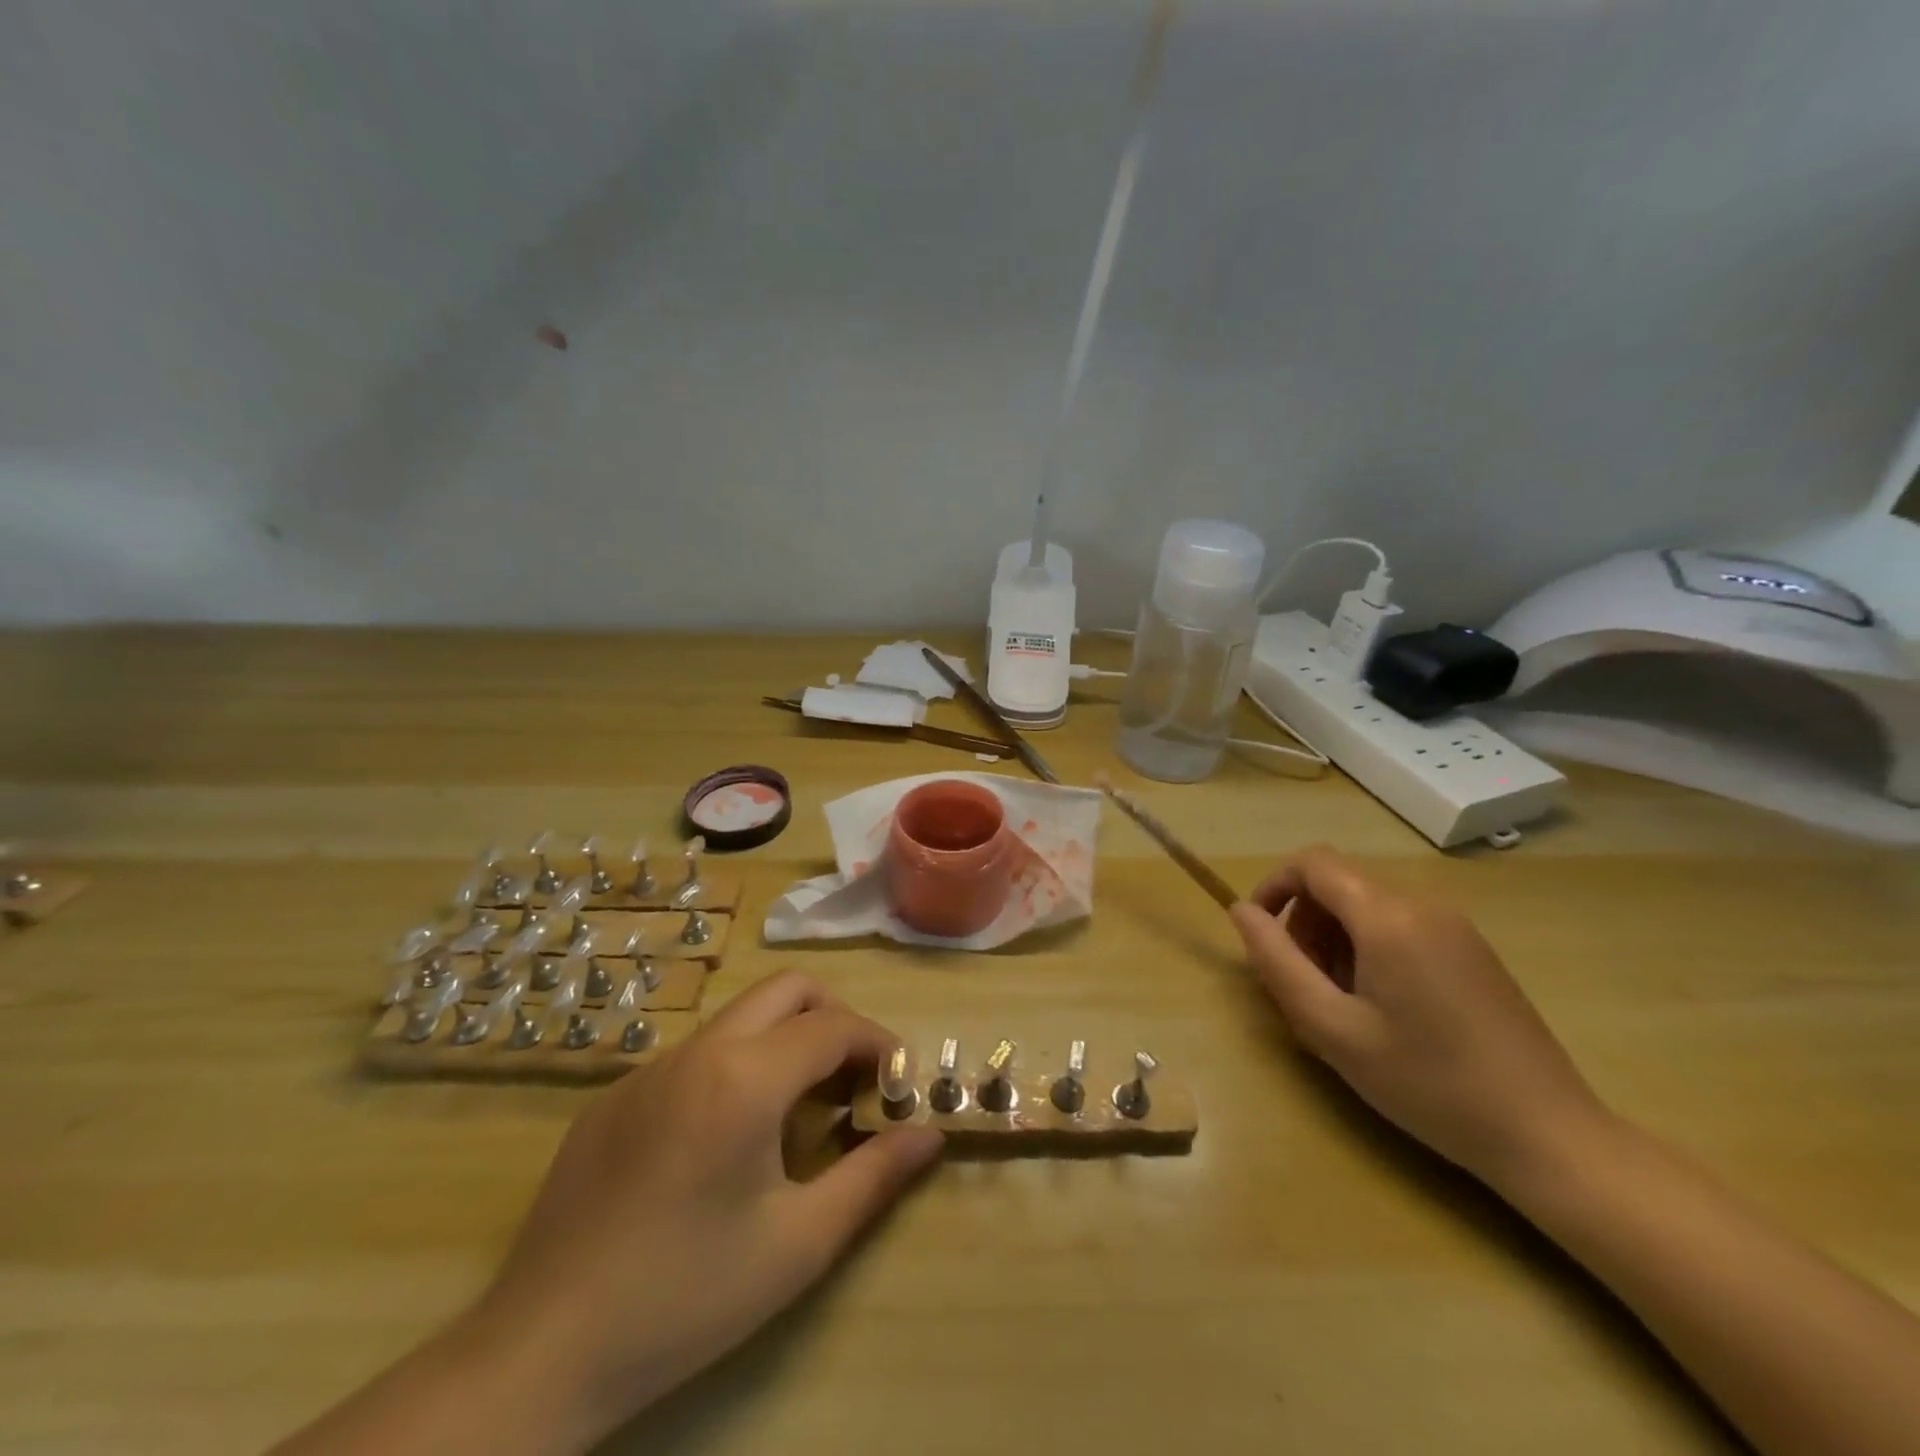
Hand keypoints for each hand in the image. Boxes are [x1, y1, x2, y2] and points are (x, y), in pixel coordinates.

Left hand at [473, 972, 943, 1447]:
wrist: (541, 1353)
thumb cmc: (686, 1298)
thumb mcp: (798, 1245)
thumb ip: (873, 1177)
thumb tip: (930, 1133)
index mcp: (744, 1078)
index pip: (834, 1026)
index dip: (879, 1045)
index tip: (899, 1084)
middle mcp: (697, 1052)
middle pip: (787, 989)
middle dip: (834, 1018)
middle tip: (854, 1080)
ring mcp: (649, 1069)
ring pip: (740, 1018)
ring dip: (784, 1040)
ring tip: (799, 1112)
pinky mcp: (614, 1096)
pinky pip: (695, 1055)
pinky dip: (736, 1067)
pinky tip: (726, 1141)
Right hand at [1229, 847, 1605, 1189]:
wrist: (1547, 1134)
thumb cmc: (1426, 1082)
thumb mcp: (1331, 1028)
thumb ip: (1276, 961)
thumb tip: (1241, 911)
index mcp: (1387, 917)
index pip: (1312, 863)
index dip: (1273, 886)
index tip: (1259, 935)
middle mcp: (1423, 905)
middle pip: (1339, 884)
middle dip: (1304, 923)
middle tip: (1302, 985)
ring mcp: (1455, 926)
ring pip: (1368, 906)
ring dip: (1335, 939)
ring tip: (1341, 1003)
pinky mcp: (1473, 950)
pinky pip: (1401, 926)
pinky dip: (1370, 949)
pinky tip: (1383, 1008)